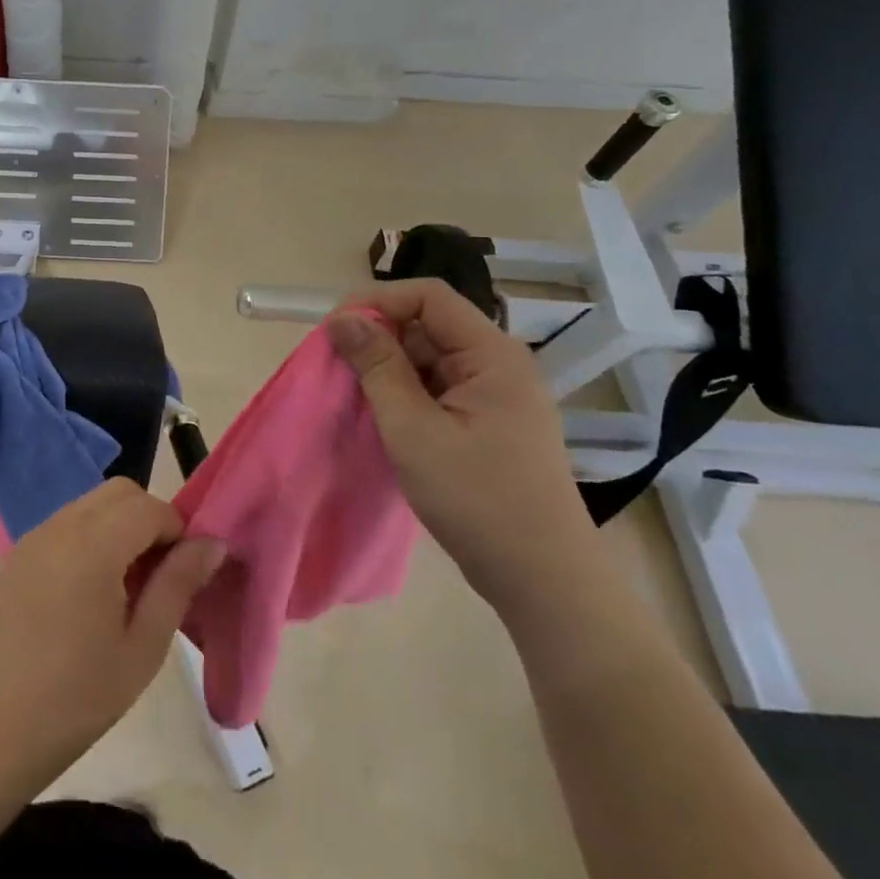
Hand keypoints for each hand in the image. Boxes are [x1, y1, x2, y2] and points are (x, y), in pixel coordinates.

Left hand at [0, 478, 224, 773]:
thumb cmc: (77, 698)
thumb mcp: (143, 647)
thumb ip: (179, 584)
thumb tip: (213, 542)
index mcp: (92, 545)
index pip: (149, 506)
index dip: (176, 530)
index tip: (185, 573)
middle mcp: (60, 525)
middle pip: (119, 492)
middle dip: (150, 519)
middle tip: (158, 576)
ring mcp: (34, 536)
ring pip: (92, 504)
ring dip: (120, 526)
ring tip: (126, 587)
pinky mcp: (19, 553)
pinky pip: (67, 523)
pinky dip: (92, 536)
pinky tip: (91, 591)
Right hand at [324, 279, 608, 620]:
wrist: (543, 581)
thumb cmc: (477, 500)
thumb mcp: (413, 430)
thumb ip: (377, 367)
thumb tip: (341, 318)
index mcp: (492, 355)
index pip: (429, 297)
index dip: (377, 302)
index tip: (336, 331)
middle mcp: (498, 364)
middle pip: (428, 325)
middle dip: (379, 338)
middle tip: (338, 369)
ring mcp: (496, 394)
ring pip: (429, 357)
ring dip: (389, 369)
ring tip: (355, 397)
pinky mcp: (489, 422)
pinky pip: (438, 387)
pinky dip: (406, 394)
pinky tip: (383, 418)